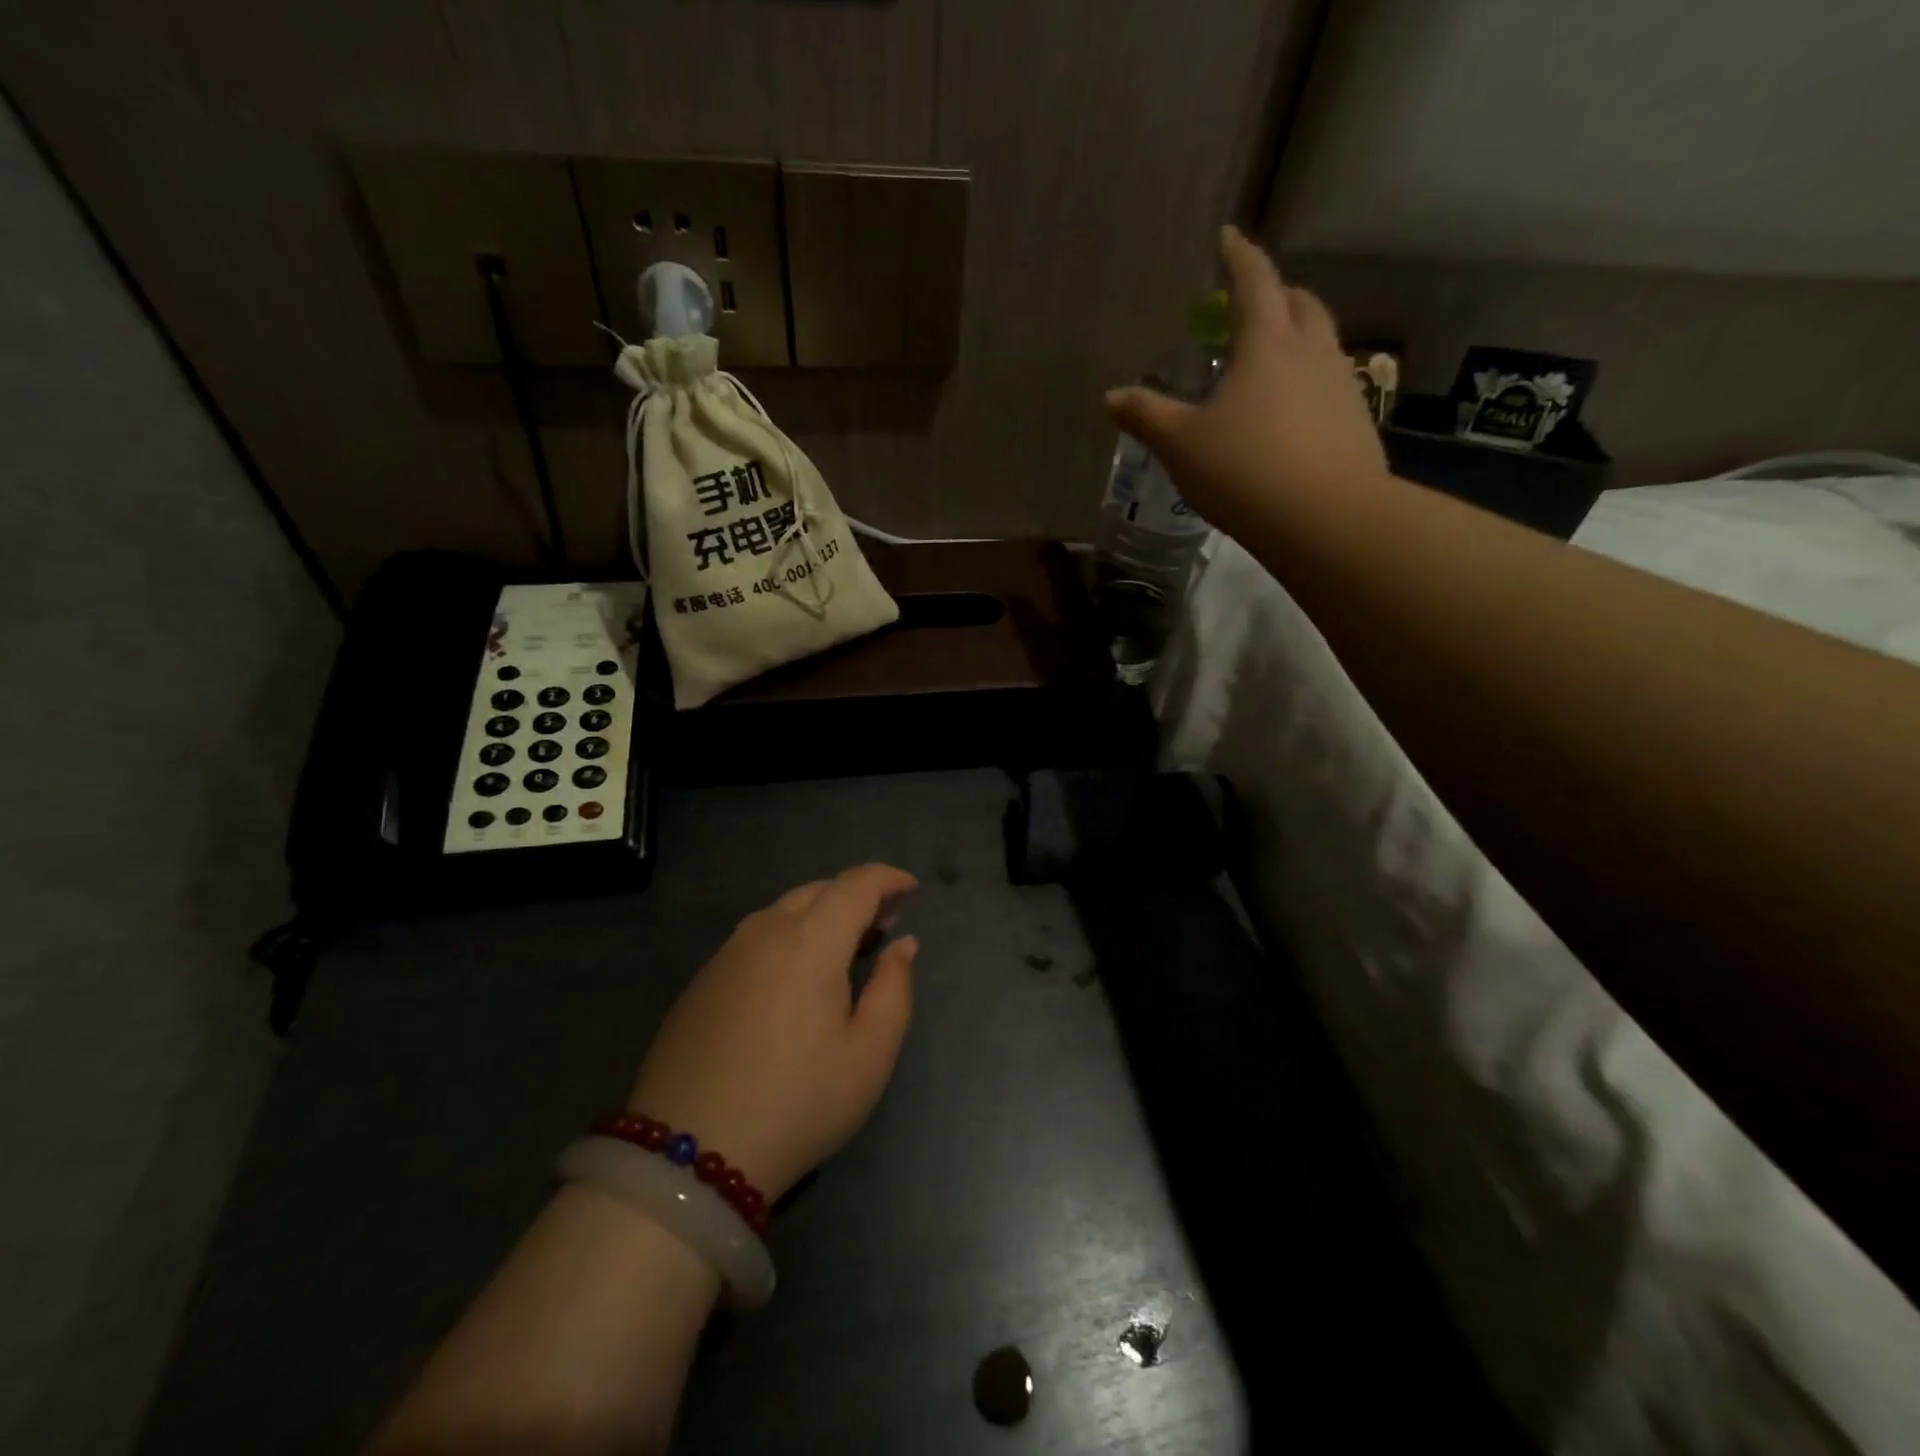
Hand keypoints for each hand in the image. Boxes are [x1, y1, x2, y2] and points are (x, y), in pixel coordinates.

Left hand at [626, 864, 919, 1200]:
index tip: (912, 889)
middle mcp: (765, 932)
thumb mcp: (869, 1055)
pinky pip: (756, 937)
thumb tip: (903, 944)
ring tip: (844, 948)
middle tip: (884, 925)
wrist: (686, 1156)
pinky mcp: (702, 981)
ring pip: (783, 911)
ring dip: (821, 915)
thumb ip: (895, 989)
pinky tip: (795, 976)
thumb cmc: (797, 1103)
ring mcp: (726, 955)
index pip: (856, 884)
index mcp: (810, 940)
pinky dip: (788, 936)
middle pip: (818, 891)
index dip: (888, 878)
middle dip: (857, 896)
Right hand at [1106, 226, 1387, 536]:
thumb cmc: (1244, 470)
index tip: (1229, 237)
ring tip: (1271, 359)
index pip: (1255, 282)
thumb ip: (1147, 416)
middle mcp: (1311, 351)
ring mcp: (1341, 385)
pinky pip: (1331, 383)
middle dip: (1275, 294)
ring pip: (1321, 342)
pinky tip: (1292, 412)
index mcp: (1267, 343)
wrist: (1325, 519)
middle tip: (1250, 303)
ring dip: (1297, 336)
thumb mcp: (1181, 445)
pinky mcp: (1356, 422)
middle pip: (1299, 304)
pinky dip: (1309, 381)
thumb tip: (1111, 396)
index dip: (1239, 256)